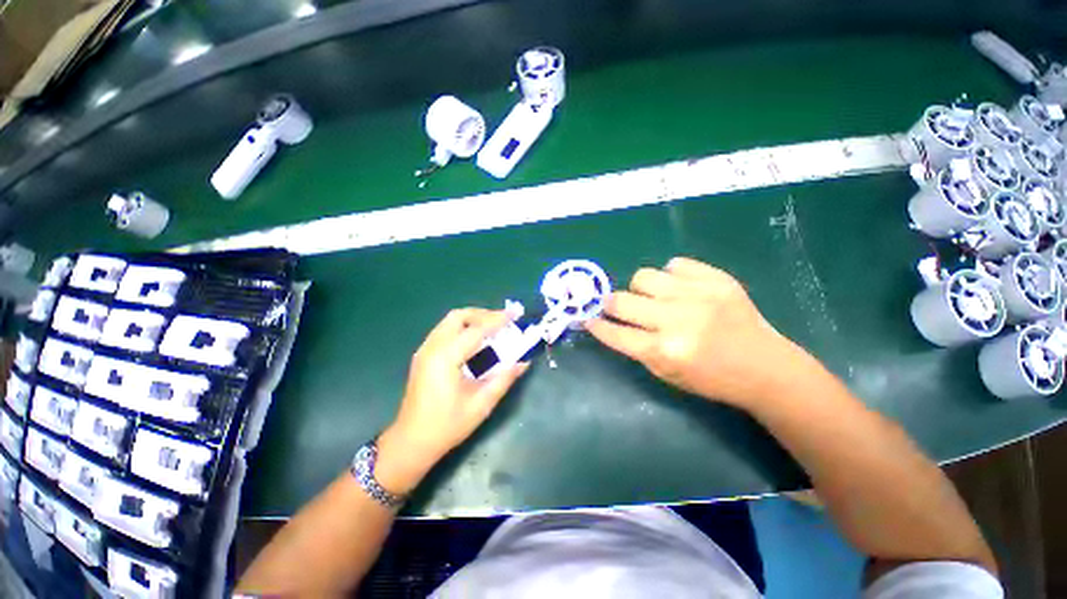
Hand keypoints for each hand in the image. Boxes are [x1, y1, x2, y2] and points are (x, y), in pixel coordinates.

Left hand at [376, 308, 528, 493]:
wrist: (411, 443)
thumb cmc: (447, 426)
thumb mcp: (481, 404)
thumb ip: (504, 379)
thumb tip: (524, 362)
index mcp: (445, 358)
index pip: (475, 330)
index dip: (497, 320)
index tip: (515, 314)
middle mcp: (432, 348)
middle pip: (458, 316)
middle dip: (482, 314)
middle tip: (503, 321)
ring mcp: (424, 350)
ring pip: (449, 321)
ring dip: (472, 320)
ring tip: (493, 329)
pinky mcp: (423, 356)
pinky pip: (444, 331)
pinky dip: (463, 328)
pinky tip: (475, 342)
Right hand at [586, 257, 800, 407]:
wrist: (765, 367)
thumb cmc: (711, 379)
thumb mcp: (666, 374)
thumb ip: (635, 348)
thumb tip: (610, 324)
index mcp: (664, 351)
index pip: (615, 333)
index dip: (597, 326)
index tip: (589, 319)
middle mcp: (676, 320)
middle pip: (621, 301)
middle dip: (610, 304)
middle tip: (615, 306)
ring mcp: (697, 295)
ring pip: (643, 276)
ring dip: (639, 289)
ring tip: (651, 297)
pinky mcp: (717, 279)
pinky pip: (675, 264)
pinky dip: (670, 276)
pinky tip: (678, 289)